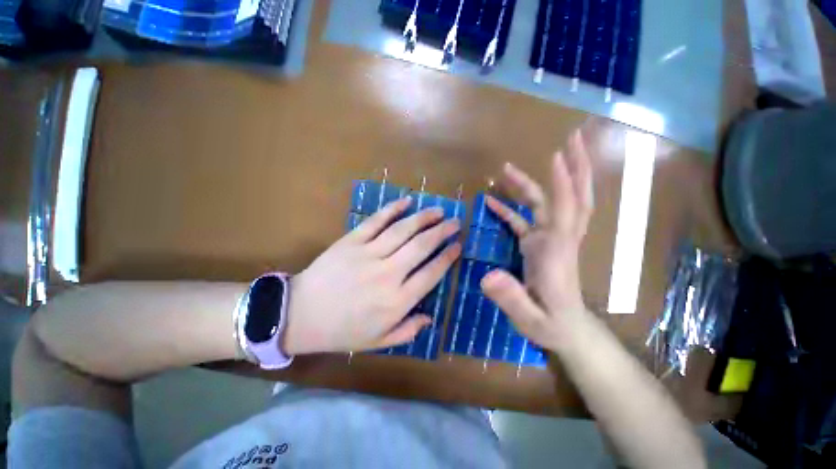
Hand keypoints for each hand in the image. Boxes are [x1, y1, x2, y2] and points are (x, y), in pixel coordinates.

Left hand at [283, 198, 461, 354]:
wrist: (300, 314)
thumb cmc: (342, 331)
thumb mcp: (378, 341)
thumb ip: (408, 331)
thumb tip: (430, 318)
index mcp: (397, 300)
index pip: (431, 273)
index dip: (447, 257)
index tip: (458, 246)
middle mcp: (388, 274)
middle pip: (422, 246)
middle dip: (442, 232)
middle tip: (456, 222)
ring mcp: (368, 254)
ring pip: (403, 230)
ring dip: (424, 218)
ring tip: (438, 211)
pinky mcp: (351, 241)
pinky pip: (376, 221)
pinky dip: (392, 209)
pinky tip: (406, 201)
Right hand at [480, 130, 593, 351]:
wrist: (567, 330)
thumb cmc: (551, 325)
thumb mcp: (530, 319)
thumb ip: (511, 299)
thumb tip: (487, 276)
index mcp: (557, 252)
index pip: (564, 211)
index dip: (562, 183)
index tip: (556, 156)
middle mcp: (557, 239)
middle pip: (571, 198)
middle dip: (574, 168)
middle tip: (570, 140)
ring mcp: (548, 240)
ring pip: (548, 204)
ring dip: (534, 182)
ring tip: (507, 168)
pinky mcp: (538, 245)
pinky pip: (526, 220)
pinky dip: (512, 208)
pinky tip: (493, 201)